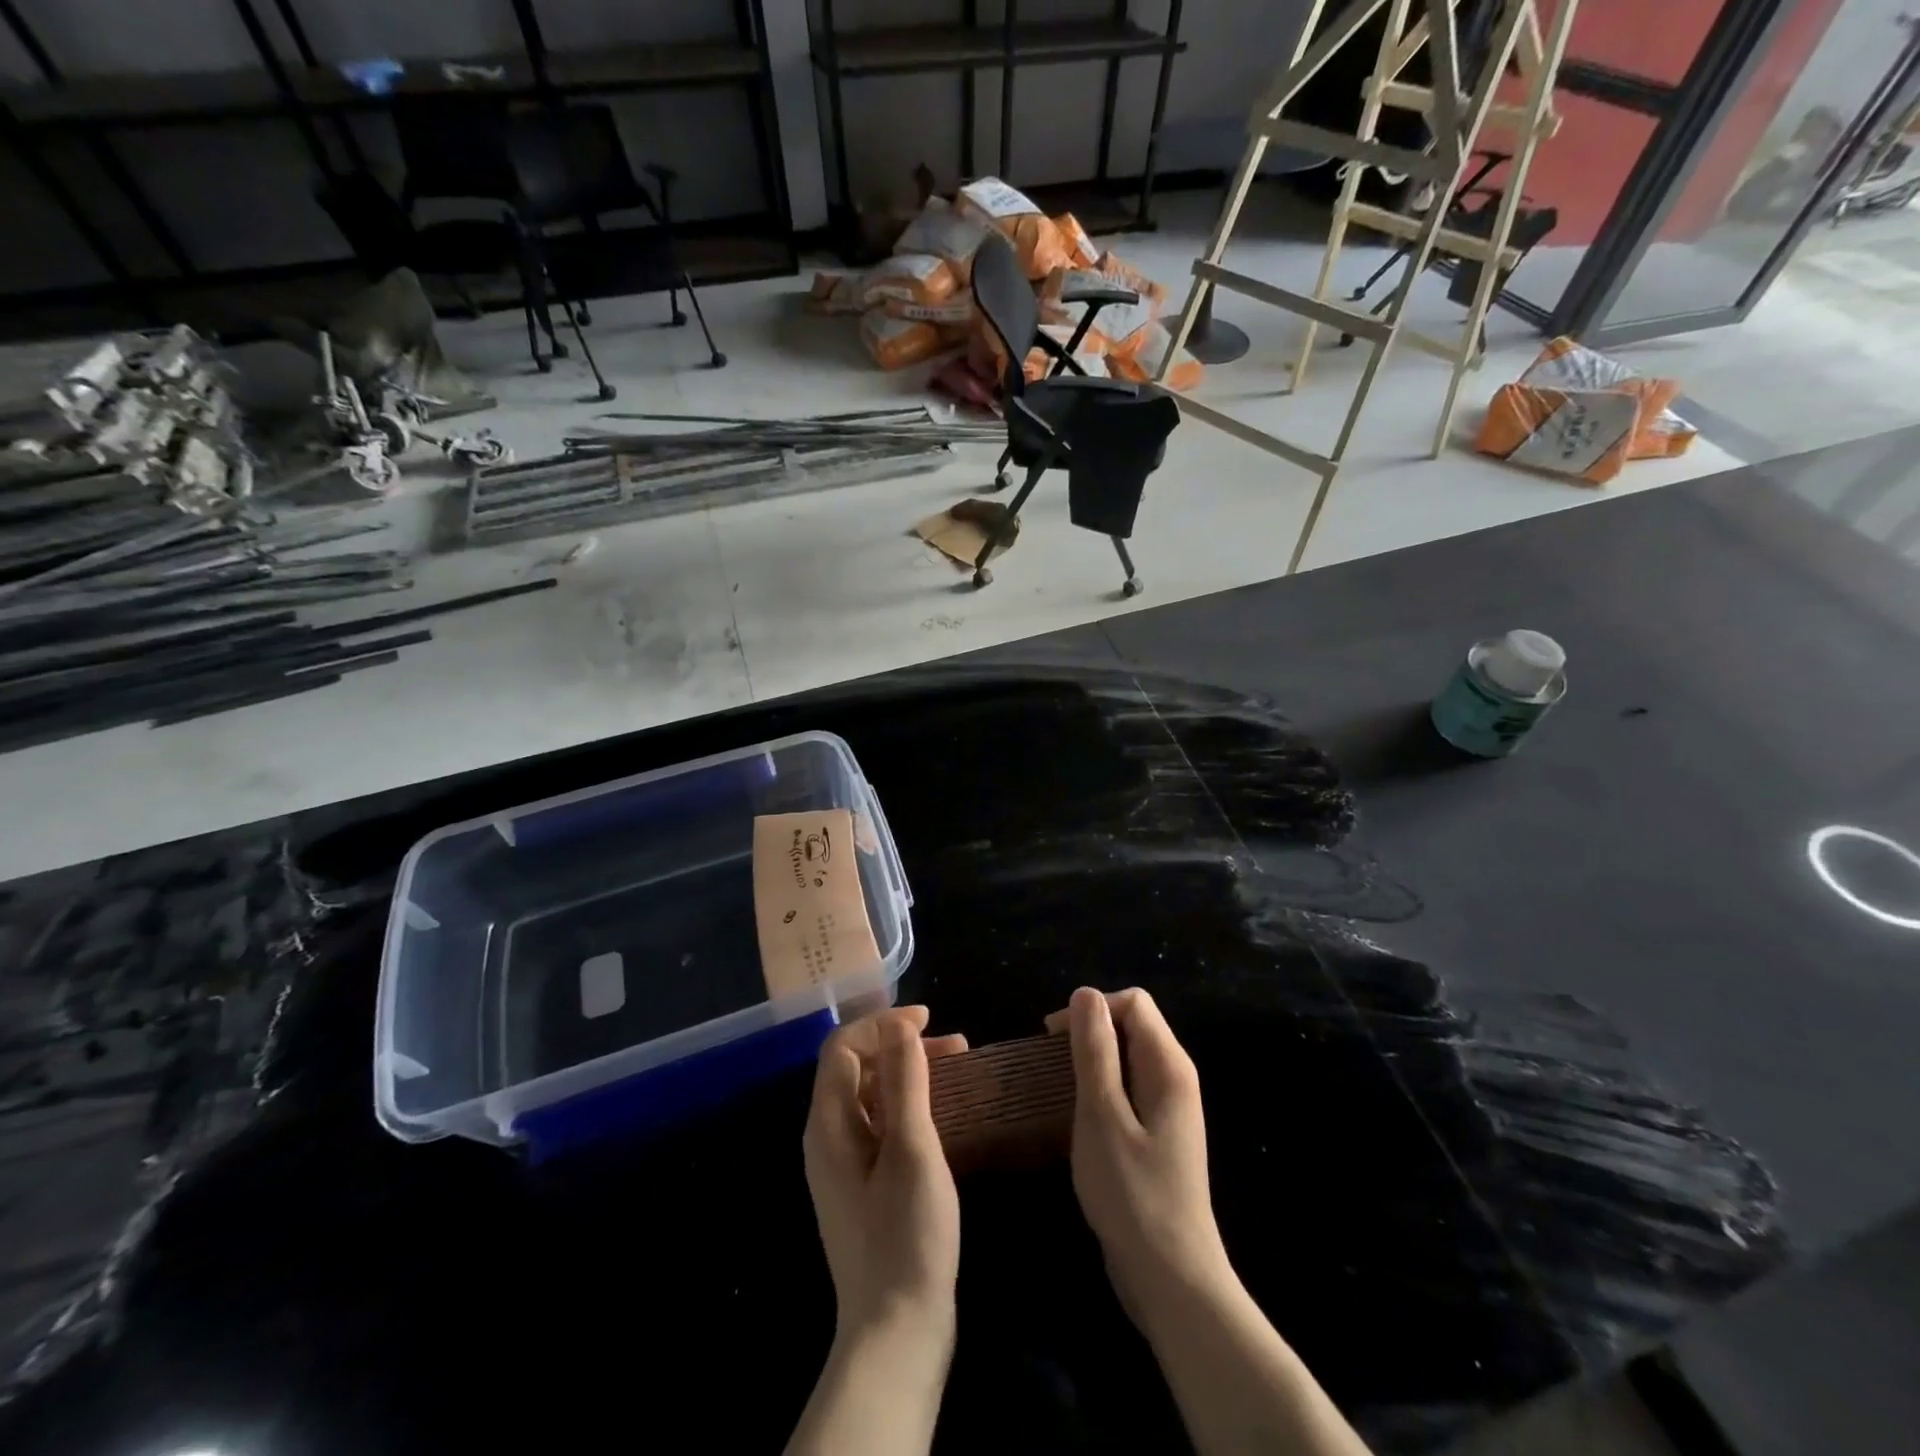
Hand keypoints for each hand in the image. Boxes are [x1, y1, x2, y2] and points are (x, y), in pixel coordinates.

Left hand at [803, 1005, 965, 1342]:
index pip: (843, 1047)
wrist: (898, 1332)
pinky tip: (942, 1111)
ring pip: (871, 1095)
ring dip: (909, 1072)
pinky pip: (880, 1124)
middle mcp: (828, 1138)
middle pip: (856, 1068)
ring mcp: (844, 1165)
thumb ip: (904, 1081)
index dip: (883, 1024)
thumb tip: (900, 1025)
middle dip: (901, 1045)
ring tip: (956, 1068)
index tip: (929, 1020)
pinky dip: (909, 1104)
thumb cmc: (906, 1235)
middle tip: (954, 1046)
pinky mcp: (864, 1186)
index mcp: (829, 1124)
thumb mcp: (911, 1148)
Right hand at [1047, 987, 1231, 1328]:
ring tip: (1057, 1086)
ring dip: (1091, 1061)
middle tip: (1050, 1065)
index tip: (1052, 1039)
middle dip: (1089, 1032)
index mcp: (1168, 1066)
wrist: (1171, 1280)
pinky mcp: (1157, 1134)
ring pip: (1126, 1057)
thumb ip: (1095, 1051)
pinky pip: (1127, 1088)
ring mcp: (1168, 1108)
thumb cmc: (1132, 1195)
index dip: (1092, 1009)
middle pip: (1132, 1024)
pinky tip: (1077, 1115)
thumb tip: (1084, 994)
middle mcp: (1174, 1078)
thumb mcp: (1102, 1116)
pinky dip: (1100, 1088)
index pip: (1133, 1002)